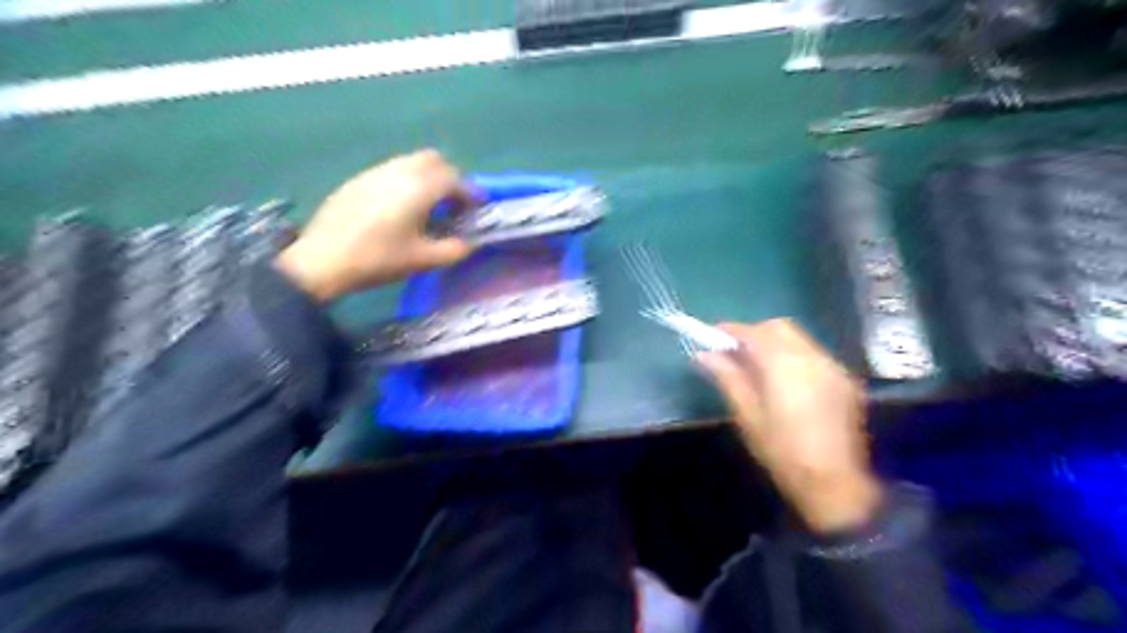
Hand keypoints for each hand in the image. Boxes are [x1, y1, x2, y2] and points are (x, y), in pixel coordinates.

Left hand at [277, 152, 479, 302]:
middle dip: (449, 177)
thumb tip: (469, 243)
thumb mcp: (423, 260)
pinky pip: (391, 170)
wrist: (322, 260)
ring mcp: (375, 172)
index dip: (470, 192)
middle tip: (452, 203)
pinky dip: (405, 181)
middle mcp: (398, 171)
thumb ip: (453, 250)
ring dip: (426, 177)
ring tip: (427, 206)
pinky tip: (399, 208)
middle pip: (433, 159)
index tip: (476, 207)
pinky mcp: (357, 180)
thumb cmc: (378, 259)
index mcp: (419, 188)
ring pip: (410, 162)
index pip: (454, 179)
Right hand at [703, 323, 883, 533]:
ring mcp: (832, 367)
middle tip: (735, 352)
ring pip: (798, 339)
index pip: (754, 333)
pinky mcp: (845, 380)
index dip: (731, 330)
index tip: (713, 335)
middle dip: (755, 333)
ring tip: (757, 367)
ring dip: (775, 343)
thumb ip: (728, 377)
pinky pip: (814, 355)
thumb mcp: (747, 415)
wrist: (835, 484)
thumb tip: (703, 354)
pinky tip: (785, 381)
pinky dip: (794, 356)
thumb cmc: (781, 452)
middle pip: (779, 328)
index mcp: (784, 366)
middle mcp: (812, 358)